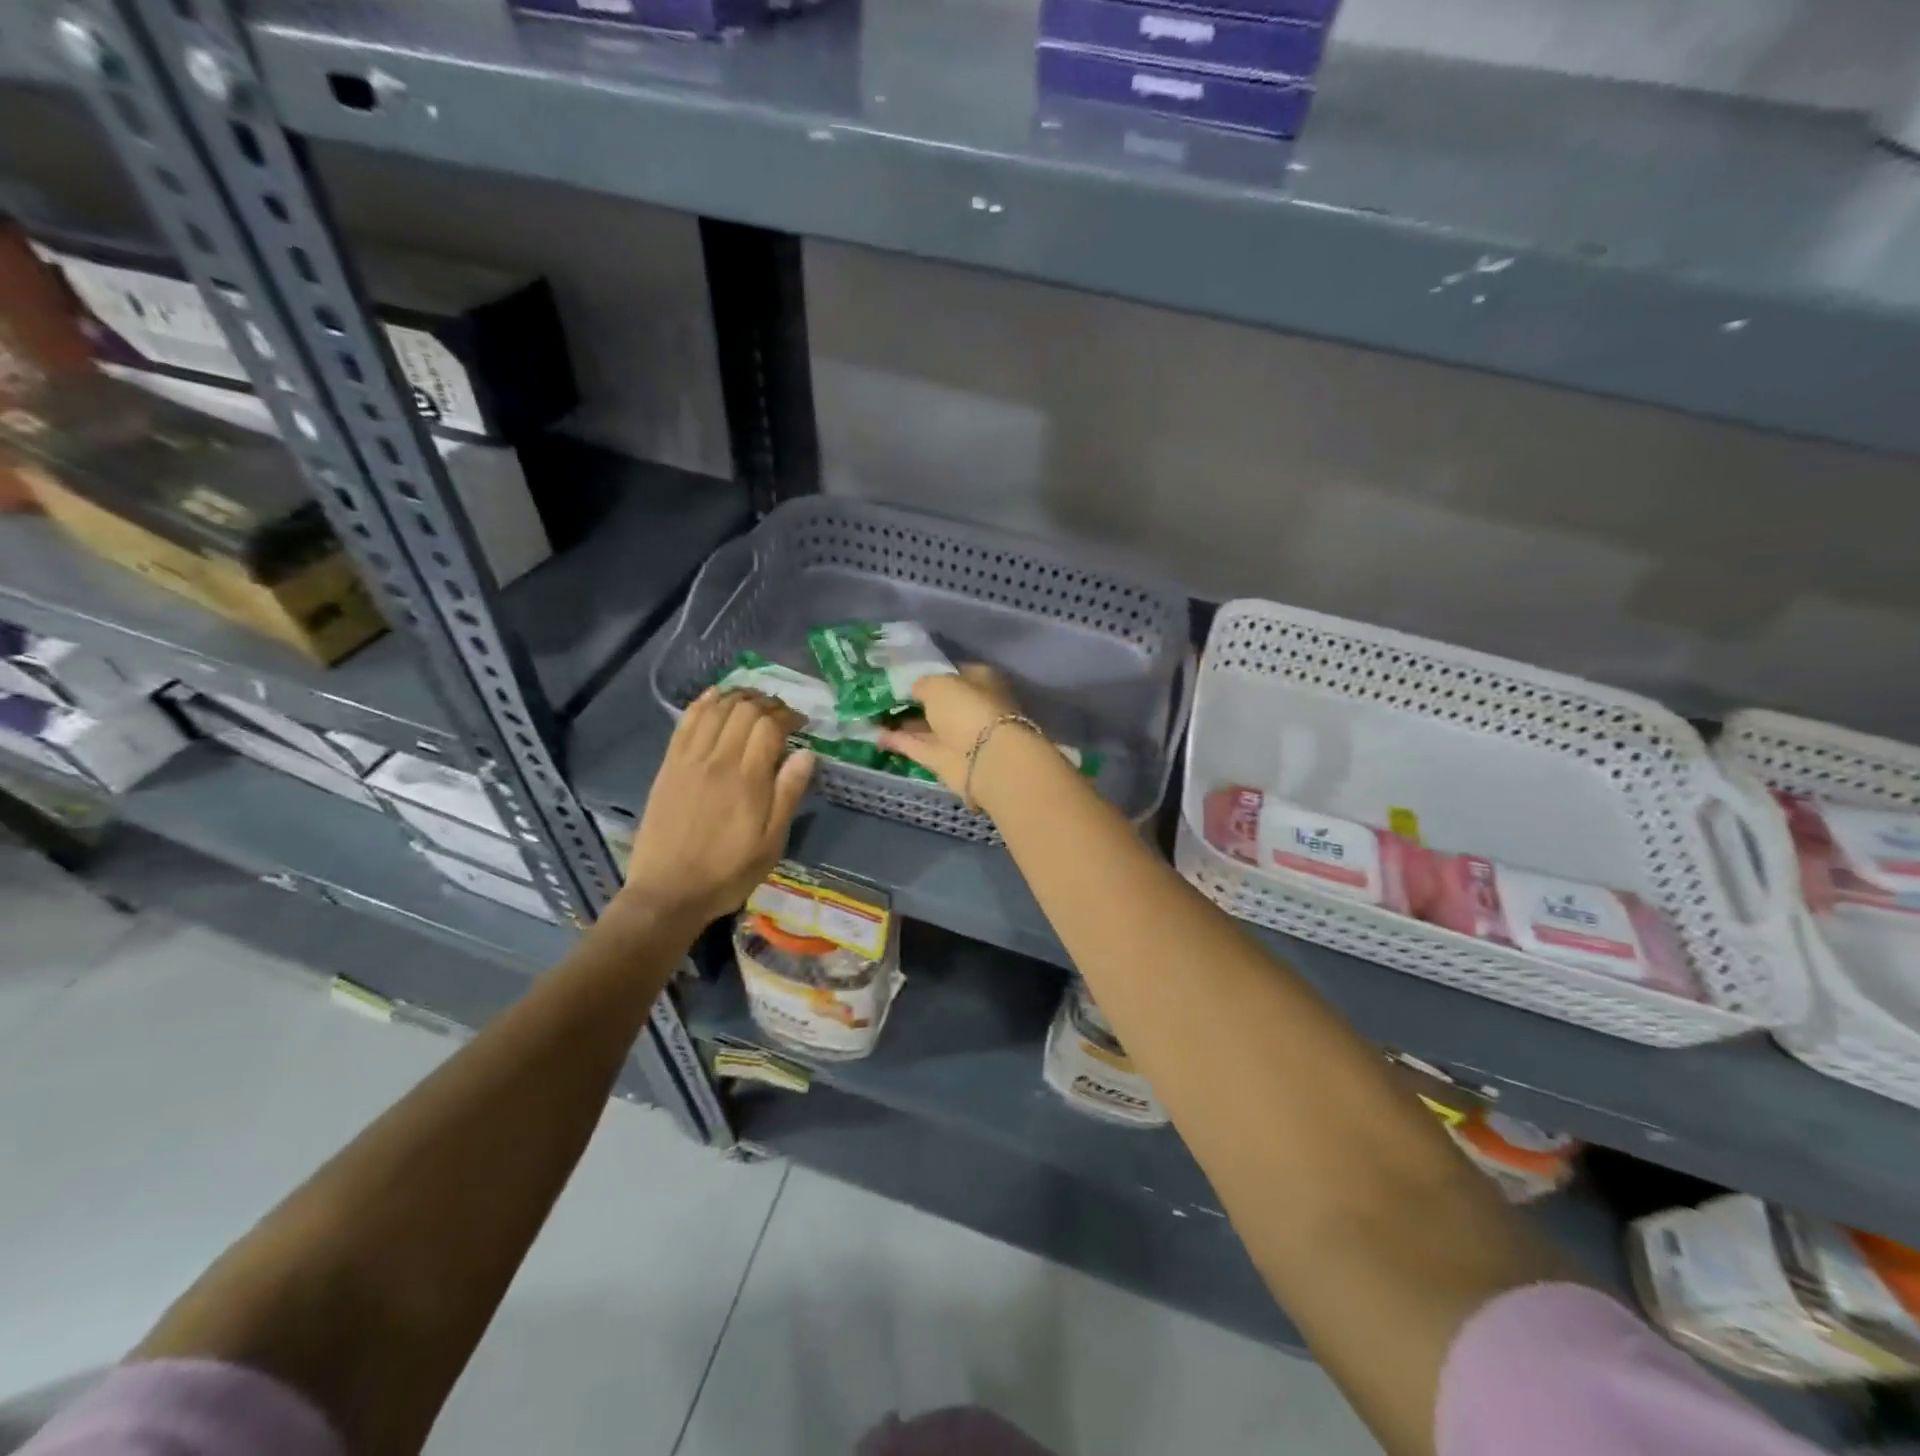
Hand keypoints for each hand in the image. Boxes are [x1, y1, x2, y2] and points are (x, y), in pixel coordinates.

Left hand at [615, 688, 815, 928]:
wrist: (668, 892)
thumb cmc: (728, 873)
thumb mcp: (771, 843)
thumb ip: (788, 794)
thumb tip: (807, 754)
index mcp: (748, 780)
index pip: (769, 726)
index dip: (788, 717)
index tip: (801, 724)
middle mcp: (718, 760)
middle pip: (744, 710)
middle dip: (767, 703)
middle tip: (781, 712)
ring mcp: (689, 760)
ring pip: (715, 709)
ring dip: (738, 697)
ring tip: (754, 701)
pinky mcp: (668, 766)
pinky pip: (686, 722)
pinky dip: (703, 703)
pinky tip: (715, 696)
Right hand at [878, 664, 1019, 794]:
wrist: (984, 758)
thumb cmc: (967, 708)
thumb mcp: (938, 683)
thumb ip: (922, 684)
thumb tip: (914, 689)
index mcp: (980, 681)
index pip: (953, 673)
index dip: (930, 672)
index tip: (903, 674)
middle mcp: (971, 707)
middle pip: (939, 702)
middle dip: (915, 700)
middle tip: (883, 694)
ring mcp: (958, 736)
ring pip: (927, 726)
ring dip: (904, 722)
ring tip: (872, 714)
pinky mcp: (944, 760)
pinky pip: (918, 746)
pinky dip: (899, 741)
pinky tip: (875, 734)